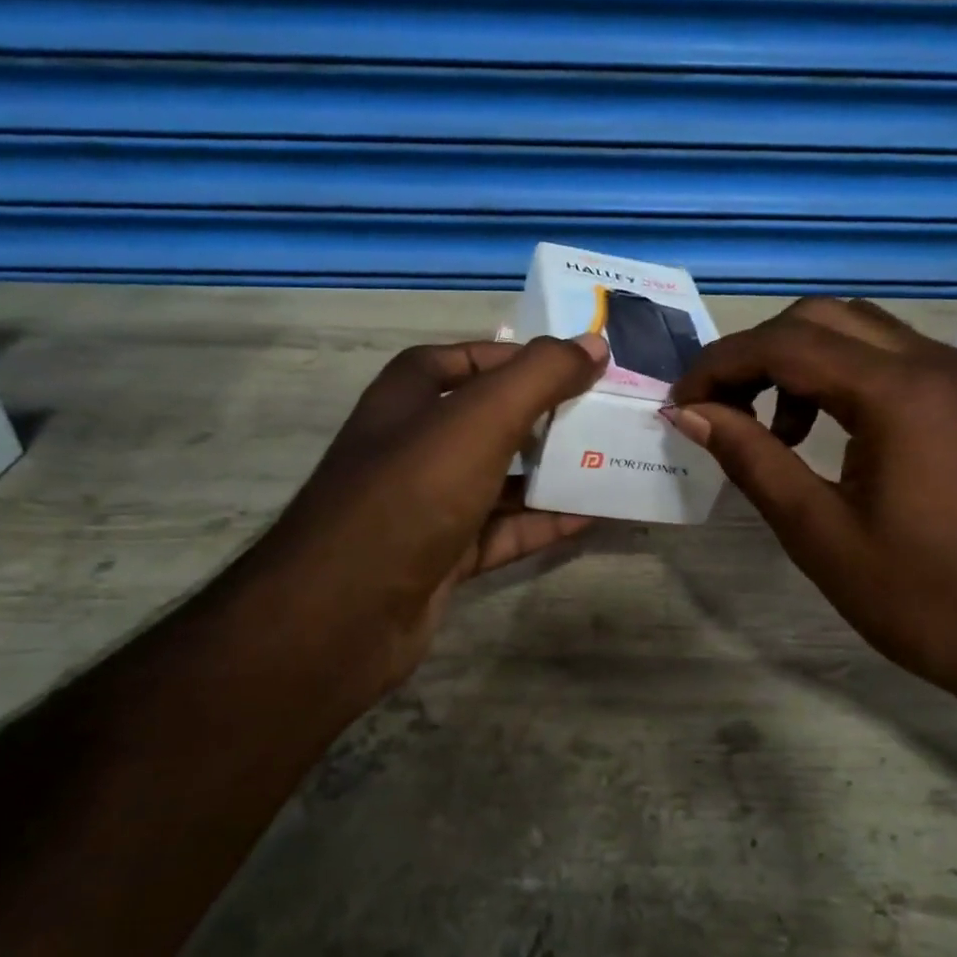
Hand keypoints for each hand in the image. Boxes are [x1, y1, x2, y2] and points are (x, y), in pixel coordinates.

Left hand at [269, 333, 607, 695]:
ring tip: (611, 463)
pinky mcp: (442, 554)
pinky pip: (502, 530)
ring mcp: (428, 503)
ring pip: (501, 478)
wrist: (345, 612)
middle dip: (547, 417)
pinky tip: (590, 517)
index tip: (580, 367)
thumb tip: (594, 344)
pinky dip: (542, 523)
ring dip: (551, 473)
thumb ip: (540, 376)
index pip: (472, 359)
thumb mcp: (480, 419)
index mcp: (411, 395)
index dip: (523, 358)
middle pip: (492, 419)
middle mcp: (416, 443)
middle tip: (607, 416)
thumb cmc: (412, 491)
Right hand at [666, 298, 956, 708]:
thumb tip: (690, 413)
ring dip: (794, 362)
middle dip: (754, 355)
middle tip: (716, 408)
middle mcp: (931, 362)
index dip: (719, 367)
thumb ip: (750, 458)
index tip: (680, 404)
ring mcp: (954, 375)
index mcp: (898, 393)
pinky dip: (834, 376)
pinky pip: (883, 357)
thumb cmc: (919, 596)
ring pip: (852, 330)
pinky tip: (816, 432)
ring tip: (766, 428)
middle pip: (818, 318)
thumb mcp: (817, 531)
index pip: (785, 345)